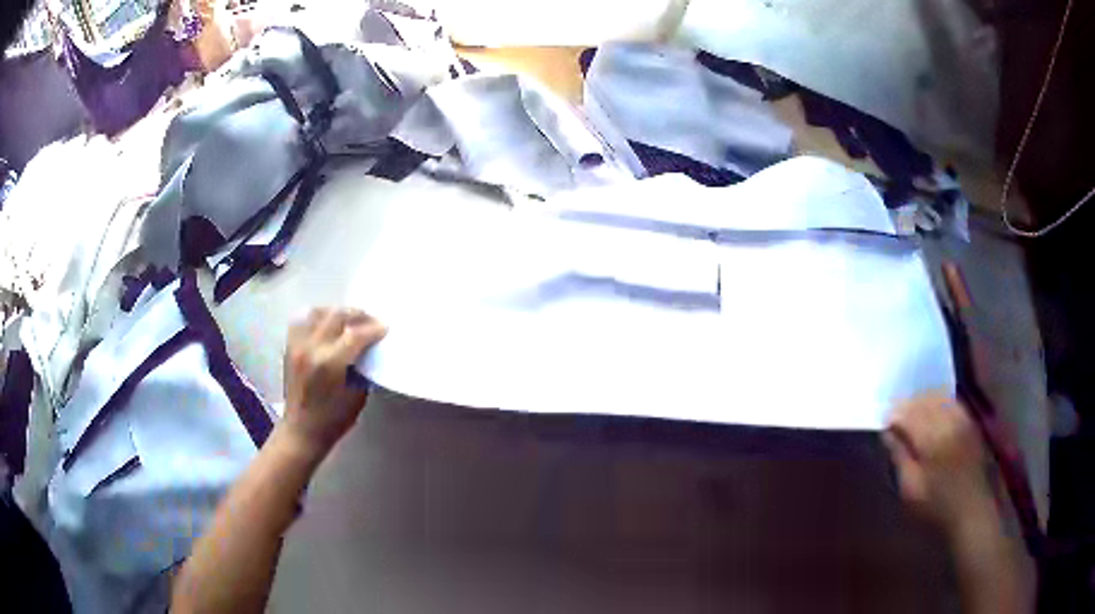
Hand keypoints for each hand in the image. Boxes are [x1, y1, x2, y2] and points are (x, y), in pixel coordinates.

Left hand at [281, 307, 386, 458]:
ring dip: (337, 312)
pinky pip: (302, 319)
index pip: (355, 334)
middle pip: (337, 316)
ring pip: (318, 312)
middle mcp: (311, 348)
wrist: (300, 431)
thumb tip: (369, 349)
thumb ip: (362, 368)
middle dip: (358, 315)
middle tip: (371, 321)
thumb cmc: (332, 420)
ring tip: (349, 320)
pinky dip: (317, 316)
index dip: (373, 328)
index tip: (385, 327)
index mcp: (329, 364)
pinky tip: (327, 322)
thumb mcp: (356, 396)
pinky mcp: (289, 346)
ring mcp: (297, 345)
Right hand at [883, 395, 994, 533]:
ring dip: (923, 400)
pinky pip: (953, 402)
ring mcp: (963, 420)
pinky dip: (940, 402)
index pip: (909, 413)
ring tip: (912, 412)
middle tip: (894, 416)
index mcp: (932, 438)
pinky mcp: (971, 423)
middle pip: (924, 401)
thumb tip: (887, 433)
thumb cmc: (935, 507)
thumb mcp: (910, 489)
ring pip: (939, 397)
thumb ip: (899, 457)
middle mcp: (949, 421)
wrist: (970, 512)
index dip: (894, 414)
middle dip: (907, 404)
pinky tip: (933, 411)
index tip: (883, 422)